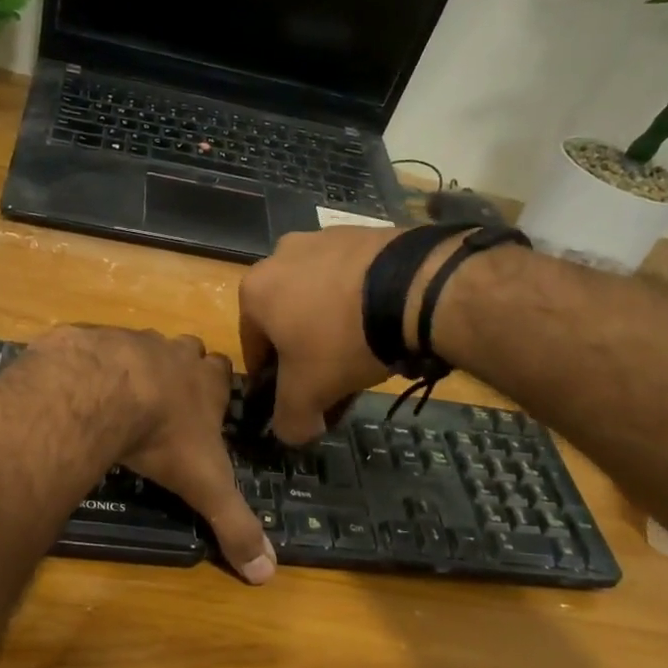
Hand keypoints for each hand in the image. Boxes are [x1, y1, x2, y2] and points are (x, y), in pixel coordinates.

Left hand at [28, 326, 275, 584]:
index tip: (206, 405)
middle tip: (164, 401)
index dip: (216, 385)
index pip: (222, 370)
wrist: (103, 392)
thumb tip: (268, 575)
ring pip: (140, 346)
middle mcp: (172, 353)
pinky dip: (91, 366)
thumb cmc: (165, 436)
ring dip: (134, 366)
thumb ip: (235, 525)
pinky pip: (94, 347)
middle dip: (179, 369)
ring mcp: (130, 340)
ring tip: (118, 399)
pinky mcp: (90, 339)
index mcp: (205, 381)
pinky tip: (79, 392)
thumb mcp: (206, 486)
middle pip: (185, 351)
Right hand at [238, 226, 407, 444]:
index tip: (296, 399)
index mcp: (255, 291)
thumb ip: (289, 420)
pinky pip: (353, 279)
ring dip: (333, 329)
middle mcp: (281, 256)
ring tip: (365, 357)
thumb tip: (291, 433)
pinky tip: (384, 327)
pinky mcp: (365, 234)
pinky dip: (361, 305)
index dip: (272, 381)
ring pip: (320, 299)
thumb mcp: (308, 393)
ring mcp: (325, 239)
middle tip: (334, 382)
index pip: (253, 348)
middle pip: (288, 321)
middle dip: (307, 354)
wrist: (414, 287)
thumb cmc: (342, 340)